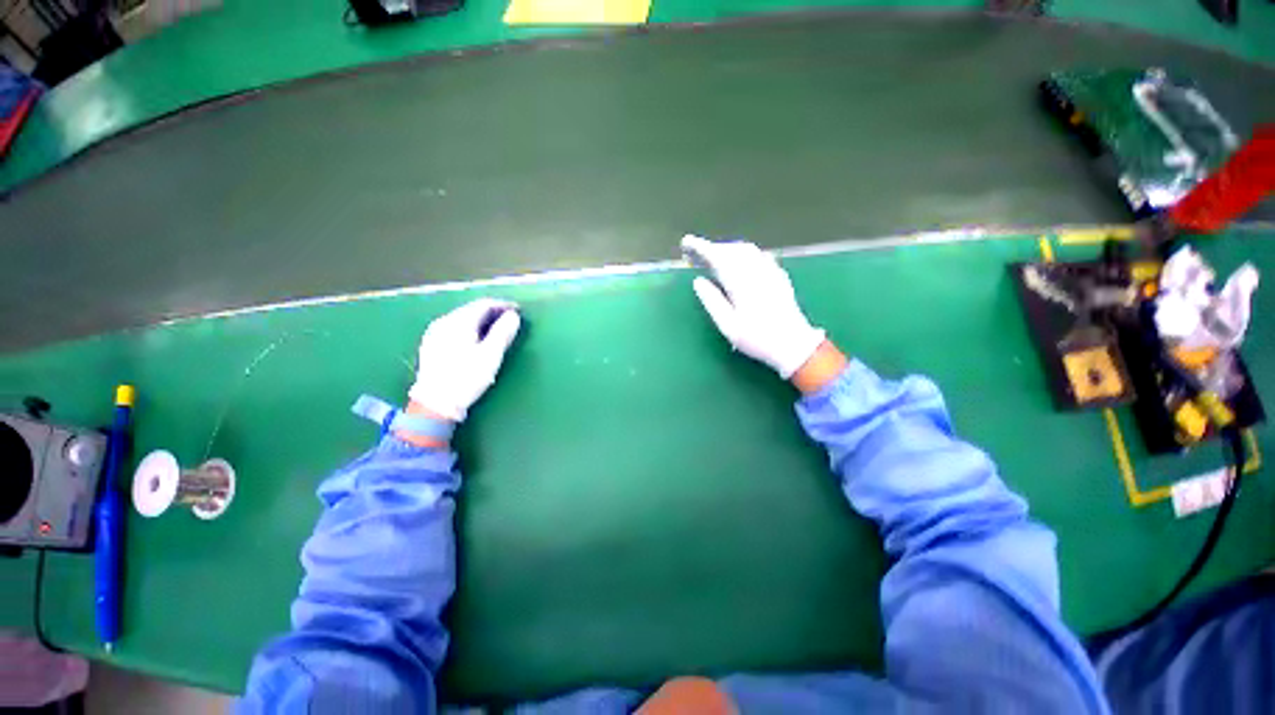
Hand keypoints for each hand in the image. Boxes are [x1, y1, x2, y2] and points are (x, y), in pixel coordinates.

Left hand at [408, 298, 521, 421]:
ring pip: (463, 318)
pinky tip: (476, 338)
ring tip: (497, 328)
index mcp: (459, 321)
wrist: (435, 403)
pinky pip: (455, 328)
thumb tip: (513, 316)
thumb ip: (503, 332)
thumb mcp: (491, 355)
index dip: (503, 305)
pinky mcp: (431, 344)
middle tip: (510, 319)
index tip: (518, 310)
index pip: (484, 304)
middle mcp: (444, 321)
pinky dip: (470, 328)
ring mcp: (435, 332)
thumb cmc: (466, 377)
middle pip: (472, 309)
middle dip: (493, 312)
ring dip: (481, 320)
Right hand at [682, 235, 826, 379]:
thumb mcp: (728, 325)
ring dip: (727, 248)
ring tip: (713, 255)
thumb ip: (712, 301)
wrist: (793, 344)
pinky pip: (758, 255)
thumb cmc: (757, 338)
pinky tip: (739, 261)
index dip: (701, 247)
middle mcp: (756, 271)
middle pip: (732, 249)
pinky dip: (742, 253)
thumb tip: (698, 281)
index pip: (718, 257)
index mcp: (741, 282)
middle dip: (712, 247)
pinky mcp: (779, 276)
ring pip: (746, 249)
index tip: (686, 242)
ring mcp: (770, 271)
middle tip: (696, 252)